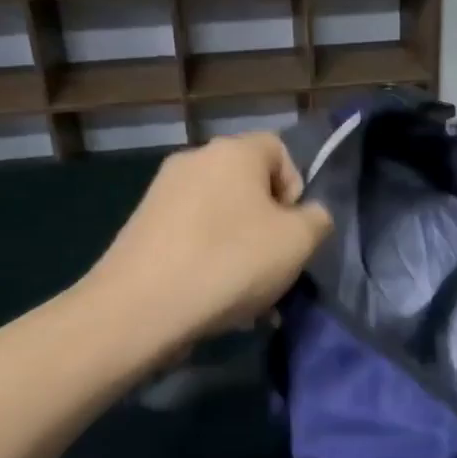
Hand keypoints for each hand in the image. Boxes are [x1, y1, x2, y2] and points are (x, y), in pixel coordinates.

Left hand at [91, 132, 334, 342]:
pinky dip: (208, 261)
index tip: (292, 230)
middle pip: (248, 186)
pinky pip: (191, 237)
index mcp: (234, 151)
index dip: (295, 188)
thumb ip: (317, 220)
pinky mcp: (140, 226)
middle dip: (267, 227)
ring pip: (220, 217)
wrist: (139, 307)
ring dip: (240, 250)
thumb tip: (309, 215)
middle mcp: (195, 160)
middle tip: (272, 269)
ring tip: (245, 297)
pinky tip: (212, 300)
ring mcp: (161, 193)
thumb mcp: (298, 242)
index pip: (279, 150)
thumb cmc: (230, 262)